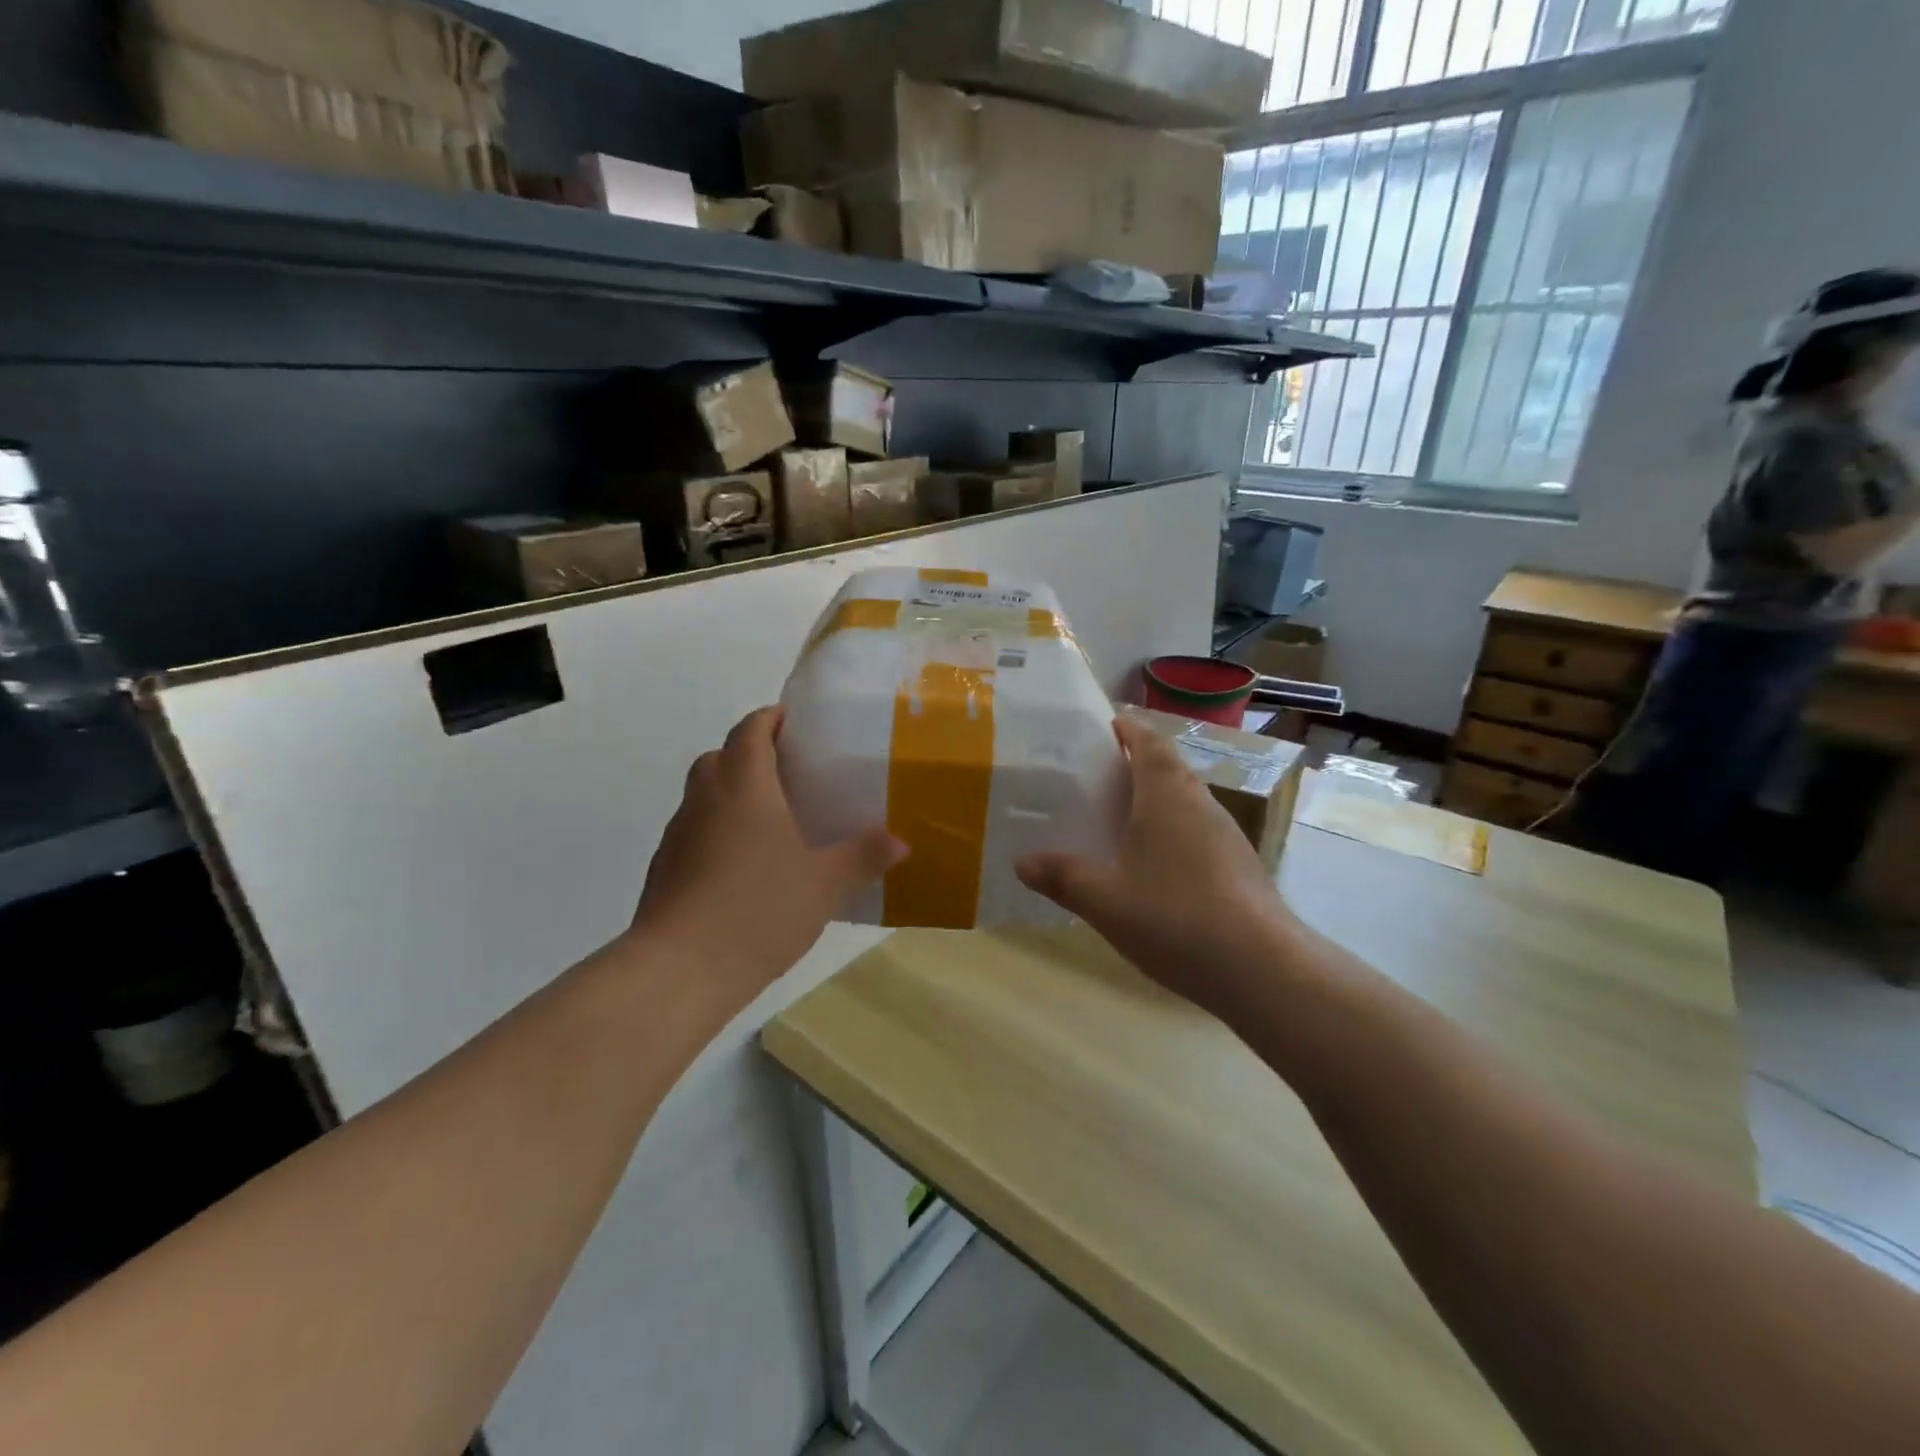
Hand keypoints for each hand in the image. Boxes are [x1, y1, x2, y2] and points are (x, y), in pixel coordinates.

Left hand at [628, 707, 902, 1009]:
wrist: (679, 970)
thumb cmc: (759, 908)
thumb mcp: (824, 883)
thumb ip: (862, 856)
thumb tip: (900, 842)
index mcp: (744, 785)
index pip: (750, 731)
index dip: (770, 719)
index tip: (793, 722)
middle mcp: (705, 798)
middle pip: (720, 756)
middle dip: (749, 753)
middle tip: (788, 772)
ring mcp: (678, 834)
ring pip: (703, 795)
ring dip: (730, 793)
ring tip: (770, 820)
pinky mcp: (663, 869)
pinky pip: (694, 831)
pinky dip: (716, 830)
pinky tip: (742, 866)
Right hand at [1016, 716, 1297, 1020]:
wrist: (1261, 969)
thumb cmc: (1175, 917)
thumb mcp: (1104, 899)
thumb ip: (1062, 877)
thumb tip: (1021, 862)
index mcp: (1166, 795)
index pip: (1149, 743)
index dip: (1128, 730)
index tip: (1106, 726)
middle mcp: (1200, 804)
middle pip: (1168, 768)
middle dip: (1136, 765)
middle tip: (1097, 778)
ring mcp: (1225, 835)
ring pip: (1185, 802)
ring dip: (1155, 801)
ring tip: (1118, 819)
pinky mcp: (1238, 866)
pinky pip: (1196, 832)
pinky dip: (1171, 833)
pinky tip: (1152, 867)